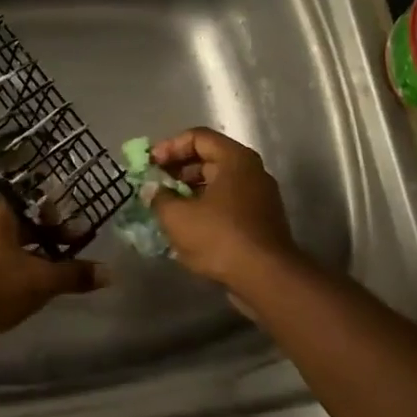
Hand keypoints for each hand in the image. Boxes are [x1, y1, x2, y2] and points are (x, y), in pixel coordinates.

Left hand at [0, 199, 105, 339]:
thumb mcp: (40, 280)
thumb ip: (74, 275)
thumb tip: (110, 273)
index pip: (34, 204)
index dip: (57, 216)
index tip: (77, 232)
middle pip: (22, 227)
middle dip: (48, 240)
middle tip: (72, 253)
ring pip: (9, 249)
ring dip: (31, 260)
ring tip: (55, 276)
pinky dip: (14, 275)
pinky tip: (28, 293)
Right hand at [147, 127, 299, 288]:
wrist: (266, 278)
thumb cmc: (220, 237)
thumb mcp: (177, 216)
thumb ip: (159, 197)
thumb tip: (152, 190)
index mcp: (235, 159)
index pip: (197, 137)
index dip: (169, 147)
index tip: (150, 165)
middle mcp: (251, 171)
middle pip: (208, 159)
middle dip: (177, 170)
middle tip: (154, 185)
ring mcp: (259, 197)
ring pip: (217, 183)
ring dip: (188, 191)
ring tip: (165, 207)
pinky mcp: (260, 221)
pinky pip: (226, 204)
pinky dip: (204, 208)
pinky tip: (185, 227)